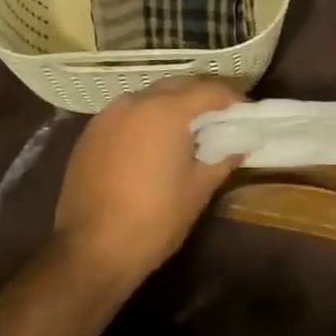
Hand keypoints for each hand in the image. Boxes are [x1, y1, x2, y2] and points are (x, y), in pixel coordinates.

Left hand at [54, 76, 242, 290]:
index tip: (246, 113)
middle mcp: (134, 103)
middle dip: (201, 97)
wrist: (92, 249)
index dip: (232, 99)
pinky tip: (154, 145)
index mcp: (165, 111)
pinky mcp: (89, 134)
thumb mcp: (198, 189)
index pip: (209, 90)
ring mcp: (107, 116)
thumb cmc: (155, 219)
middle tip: (221, 119)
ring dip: (171, 107)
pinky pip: (126, 116)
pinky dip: (146, 121)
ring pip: (148, 99)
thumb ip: (222, 158)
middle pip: (177, 87)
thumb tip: (241, 144)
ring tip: (188, 132)